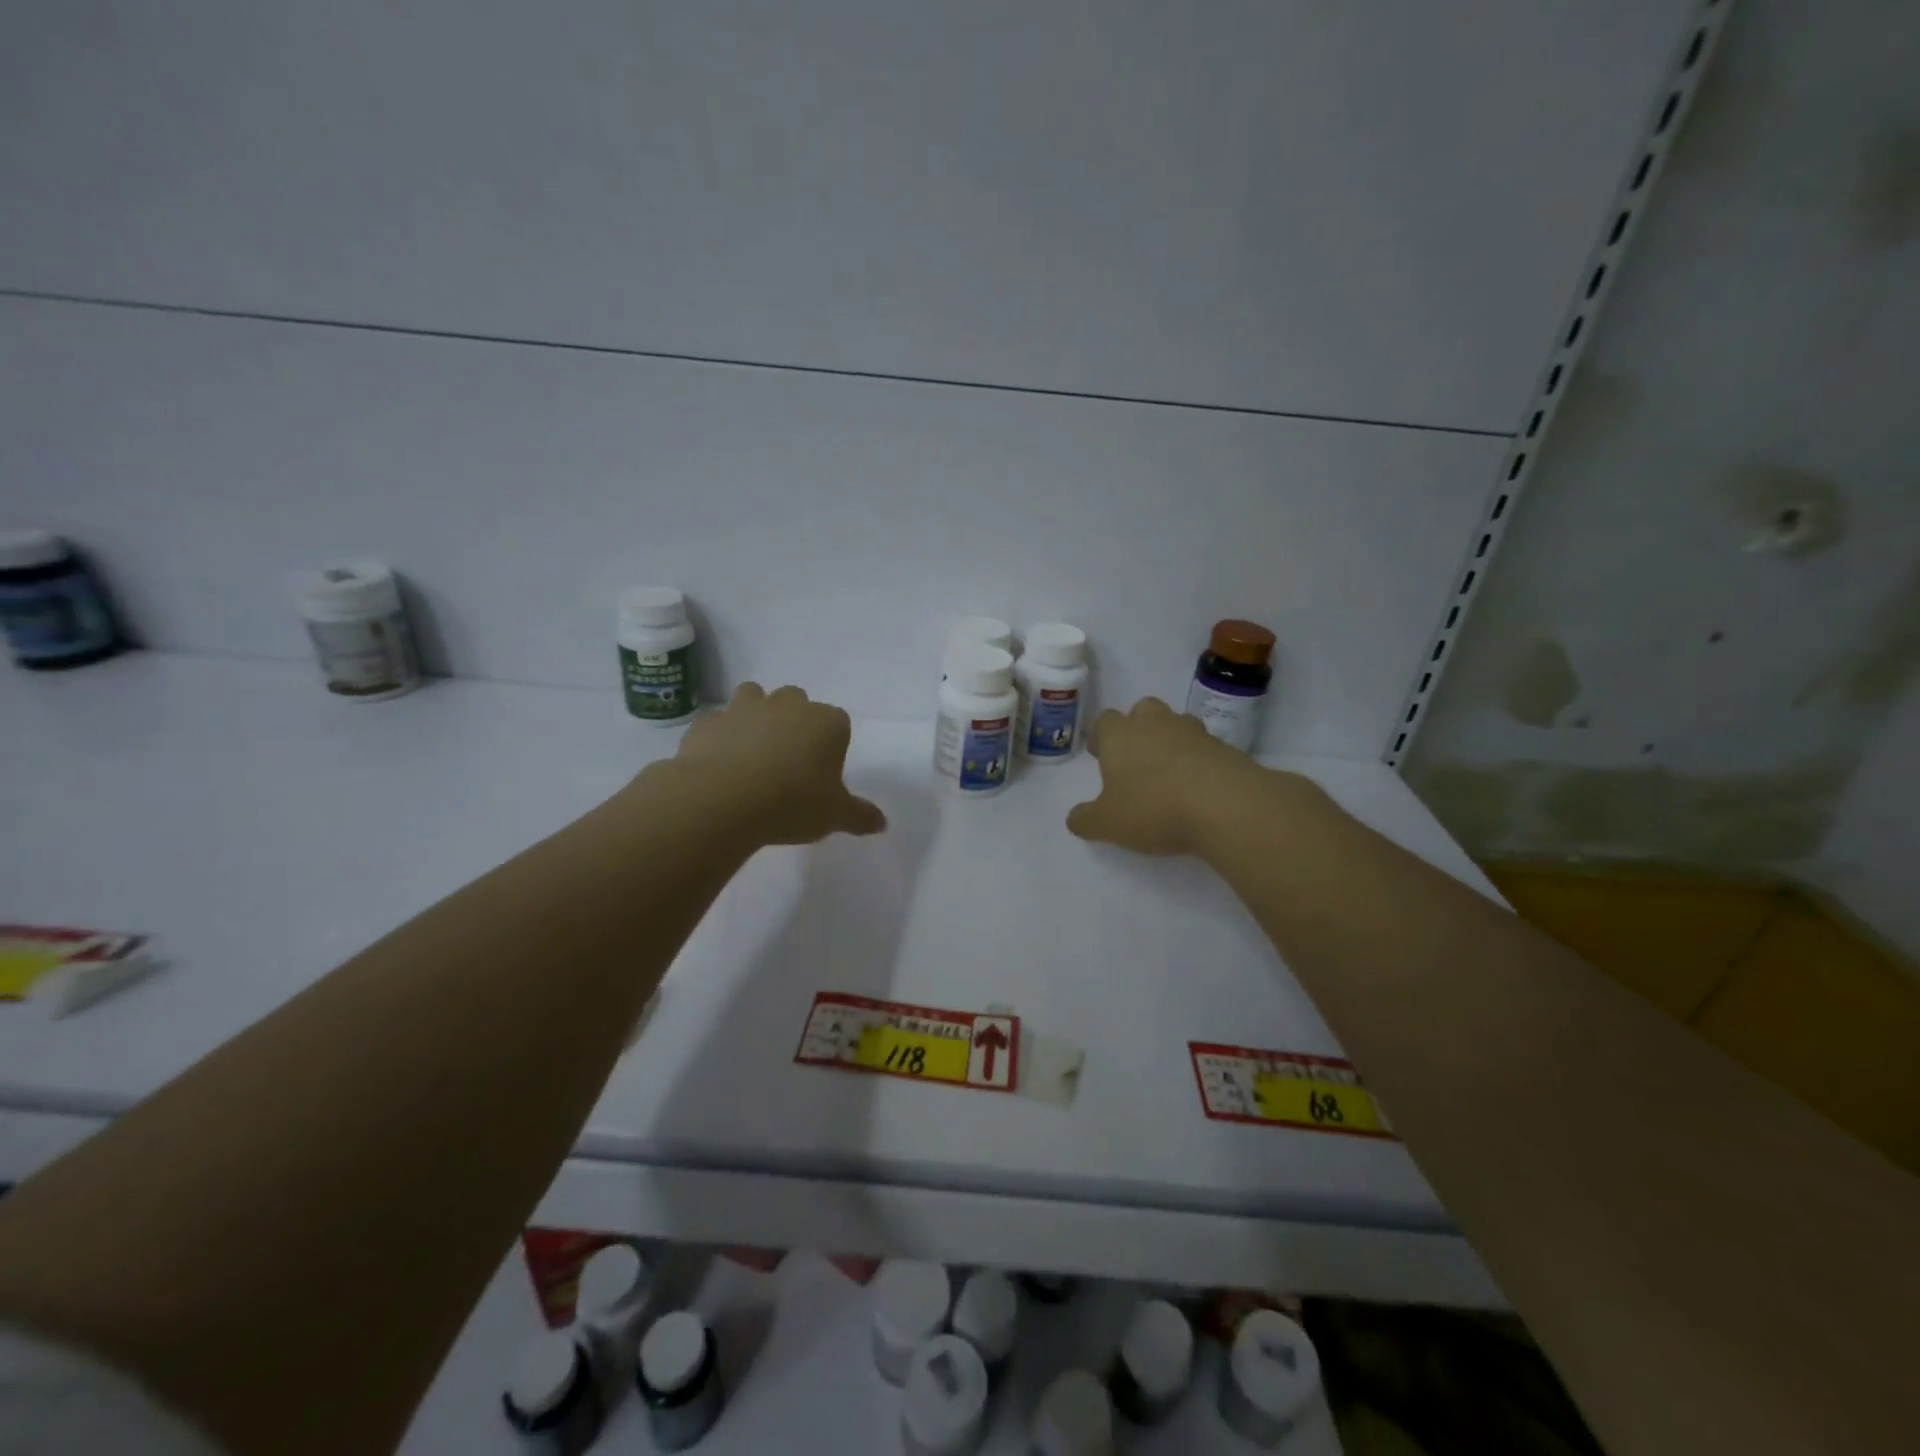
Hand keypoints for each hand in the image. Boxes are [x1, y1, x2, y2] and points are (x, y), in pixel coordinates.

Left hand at [653, 683, 886, 845]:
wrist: (721, 800)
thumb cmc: (791, 804)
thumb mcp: (834, 816)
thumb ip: (860, 816)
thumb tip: (882, 823)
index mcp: (826, 722)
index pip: (839, 723)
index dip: (832, 745)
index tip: (823, 772)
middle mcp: (788, 705)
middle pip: (798, 701)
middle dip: (795, 722)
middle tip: (789, 760)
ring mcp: (745, 708)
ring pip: (755, 696)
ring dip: (756, 714)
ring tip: (753, 751)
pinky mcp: (709, 721)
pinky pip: (719, 722)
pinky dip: (721, 735)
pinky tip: (720, 762)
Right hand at [1066, 697, 1280, 856]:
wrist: (1226, 806)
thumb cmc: (1153, 808)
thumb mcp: (1107, 823)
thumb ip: (1086, 820)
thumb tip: (1075, 819)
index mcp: (1121, 735)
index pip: (1105, 721)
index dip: (1101, 736)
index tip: (1100, 756)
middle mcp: (1156, 724)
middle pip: (1143, 710)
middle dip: (1137, 728)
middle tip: (1134, 758)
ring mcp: (1194, 733)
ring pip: (1176, 725)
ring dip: (1170, 741)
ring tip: (1168, 774)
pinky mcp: (1225, 749)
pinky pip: (1204, 748)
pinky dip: (1198, 761)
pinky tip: (1197, 789)